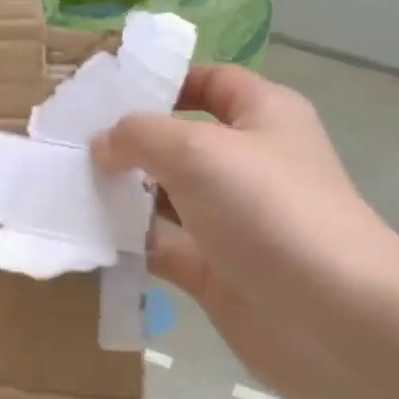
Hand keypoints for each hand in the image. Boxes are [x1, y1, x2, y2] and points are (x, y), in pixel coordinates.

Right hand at [93, 66, 398, 398]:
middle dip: (131, 143)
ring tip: (67, 189)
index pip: (211, 82)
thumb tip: (104, 144)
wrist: (330, 316)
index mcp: (263, 116)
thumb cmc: (269, 210)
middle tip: (71, 146)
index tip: (106, 95)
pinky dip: (131, 245)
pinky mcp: (218, 271)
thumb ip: (141, 136)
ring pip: (168, 198)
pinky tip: (89, 238)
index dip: (164, 82)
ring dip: (124, 195)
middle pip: (181, 142)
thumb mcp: (198, 151)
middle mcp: (249, 164)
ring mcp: (233, 221)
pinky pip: (165, 248)